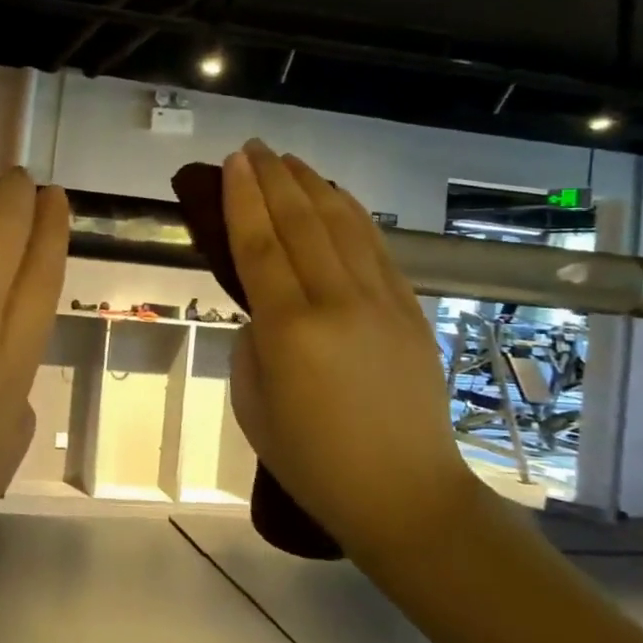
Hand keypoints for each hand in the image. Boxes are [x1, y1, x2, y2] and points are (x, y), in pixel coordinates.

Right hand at [223, 141, 473, 552]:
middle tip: (253, 148)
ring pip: (342, 225)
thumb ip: (252, 345)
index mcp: (291, 329)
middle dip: (273, 179)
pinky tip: (336, 197)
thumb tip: (265, 312)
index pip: (260, 245)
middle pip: (301, 223)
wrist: (405, 495)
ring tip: (289, 160)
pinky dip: (351, 214)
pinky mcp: (410, 311)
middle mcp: (337, 302)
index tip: (232, 162)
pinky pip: (376, 248)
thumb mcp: (253, 405)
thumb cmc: (313, 461)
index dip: (243, 199)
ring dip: (312, 186)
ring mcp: (381, 302)